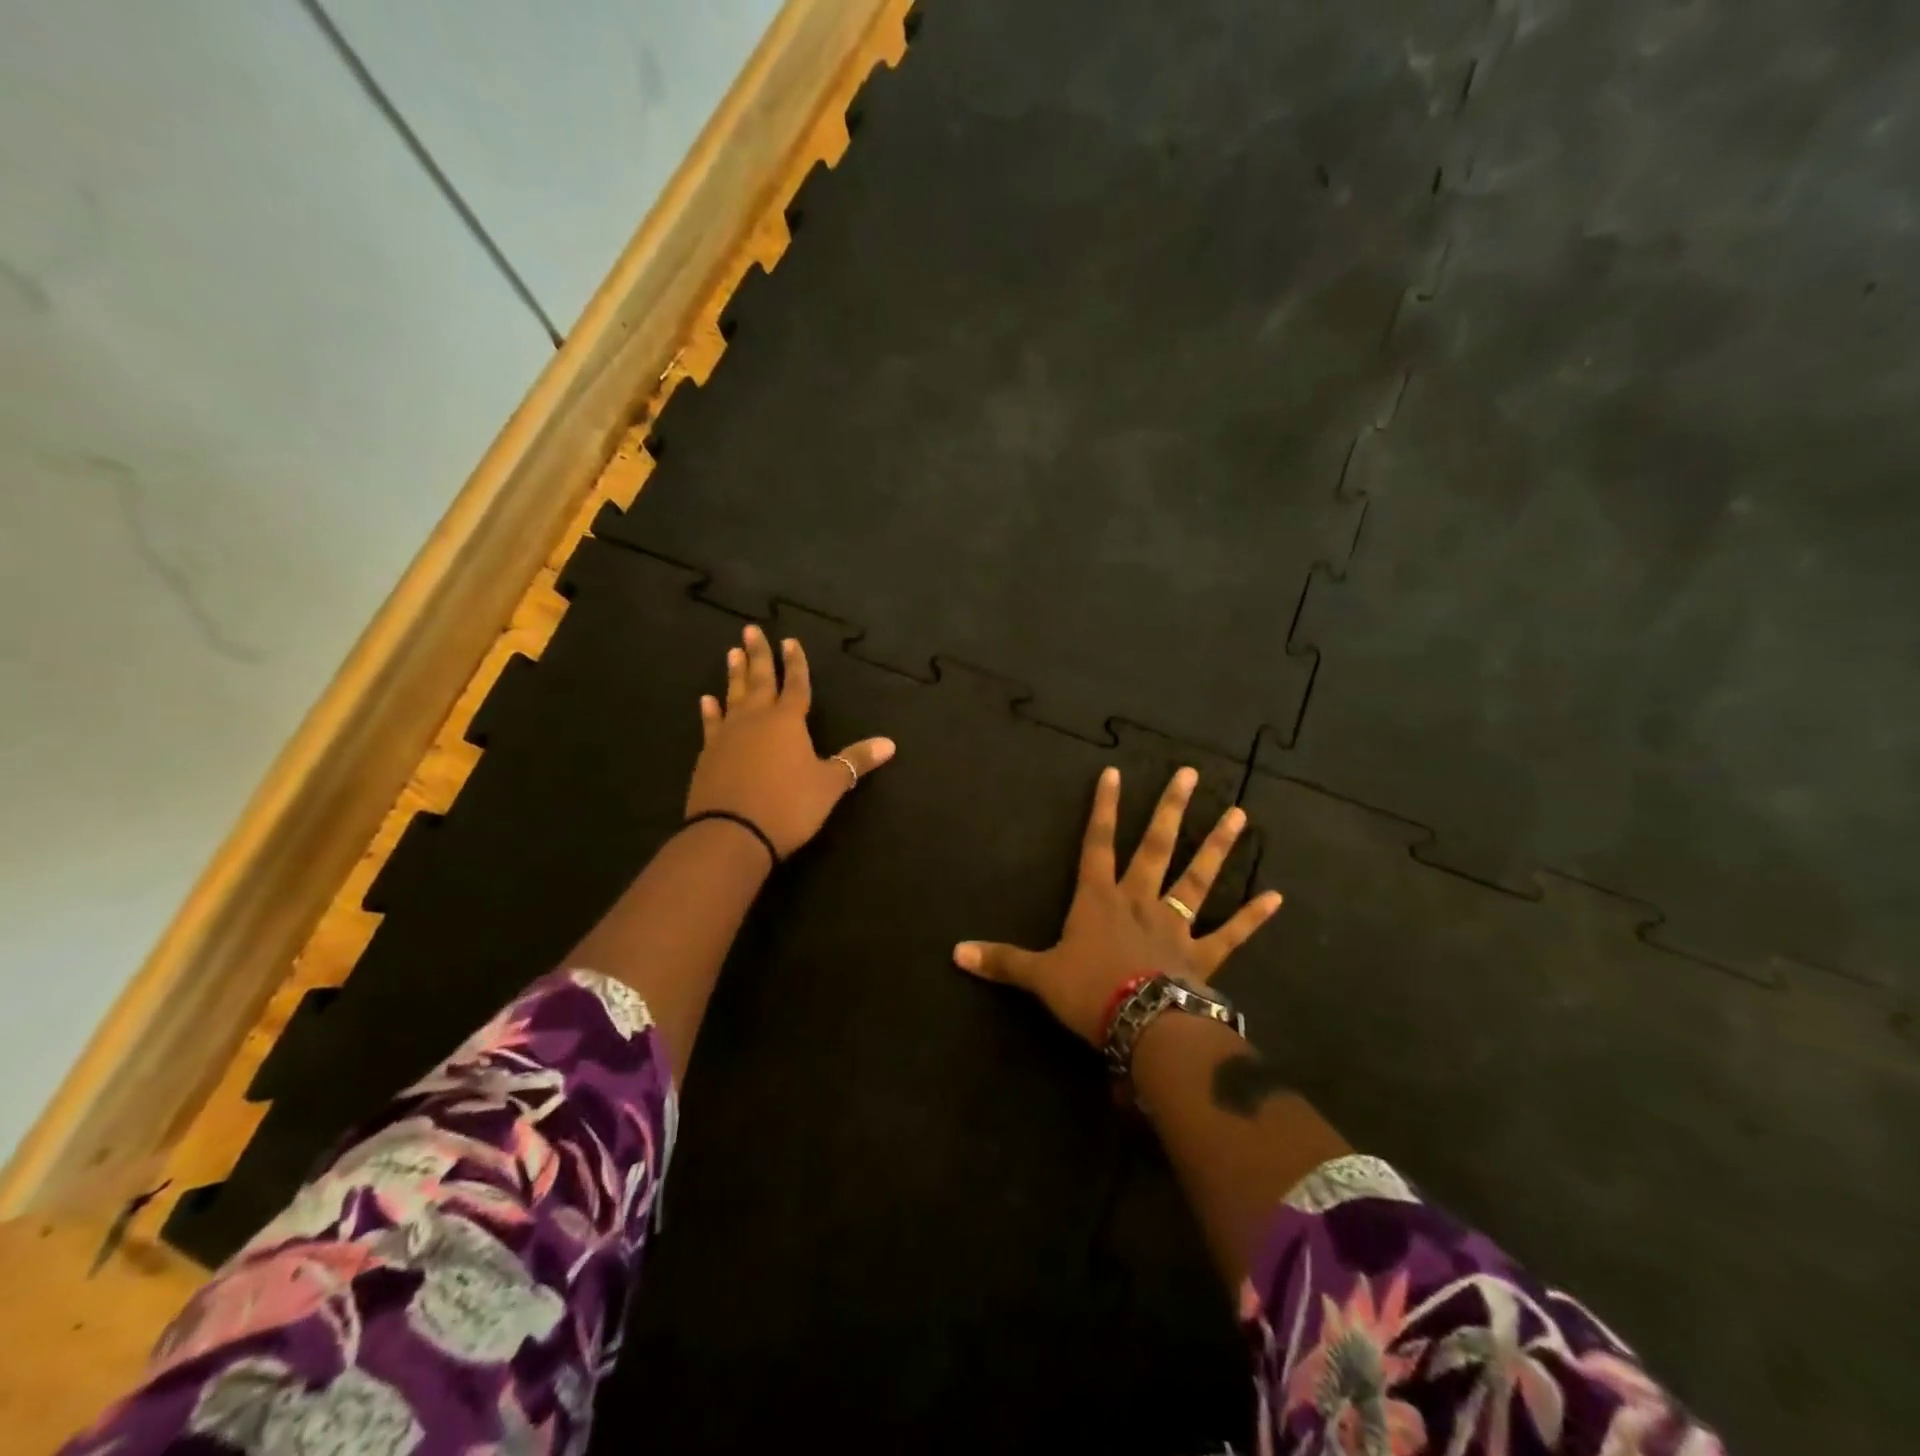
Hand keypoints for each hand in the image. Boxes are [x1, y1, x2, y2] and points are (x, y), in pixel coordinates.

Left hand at [686, 624, 895, 855]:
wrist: (732, 833)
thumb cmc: (788, 805)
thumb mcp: (829, 784)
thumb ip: (856, 760)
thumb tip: (890, 743)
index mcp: (788, 721)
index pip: (796, 685)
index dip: (796, 664)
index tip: (790, 640)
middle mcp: (756, 719)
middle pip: (760, 680)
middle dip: (758, 655)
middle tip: (751, 630)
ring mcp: (728, 735)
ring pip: (733, 696)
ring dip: (735, 675)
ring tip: (731, 653)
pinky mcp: (709, 755)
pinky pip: (711, 724)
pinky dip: (710, 711)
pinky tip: (707, 700)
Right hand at [953, 766, 1282, 1044]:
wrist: (1140, 1025)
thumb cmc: (1088, 992)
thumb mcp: (1039, 975)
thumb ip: (1002, 961)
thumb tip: (954, 952)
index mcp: (1099, 899)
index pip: (1097, 842)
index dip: (1103, 808)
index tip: (1114, 772)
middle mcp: (1140, 901)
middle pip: (1157, 846)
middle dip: (1171, 809)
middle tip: (1190, 774)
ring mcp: (1176, 926)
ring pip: (1198, 879)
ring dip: (1217, 847)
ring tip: (1239, 815)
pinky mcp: (1203, 956)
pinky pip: (1231, 933)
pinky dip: (1252, 917)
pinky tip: (1276, 897)